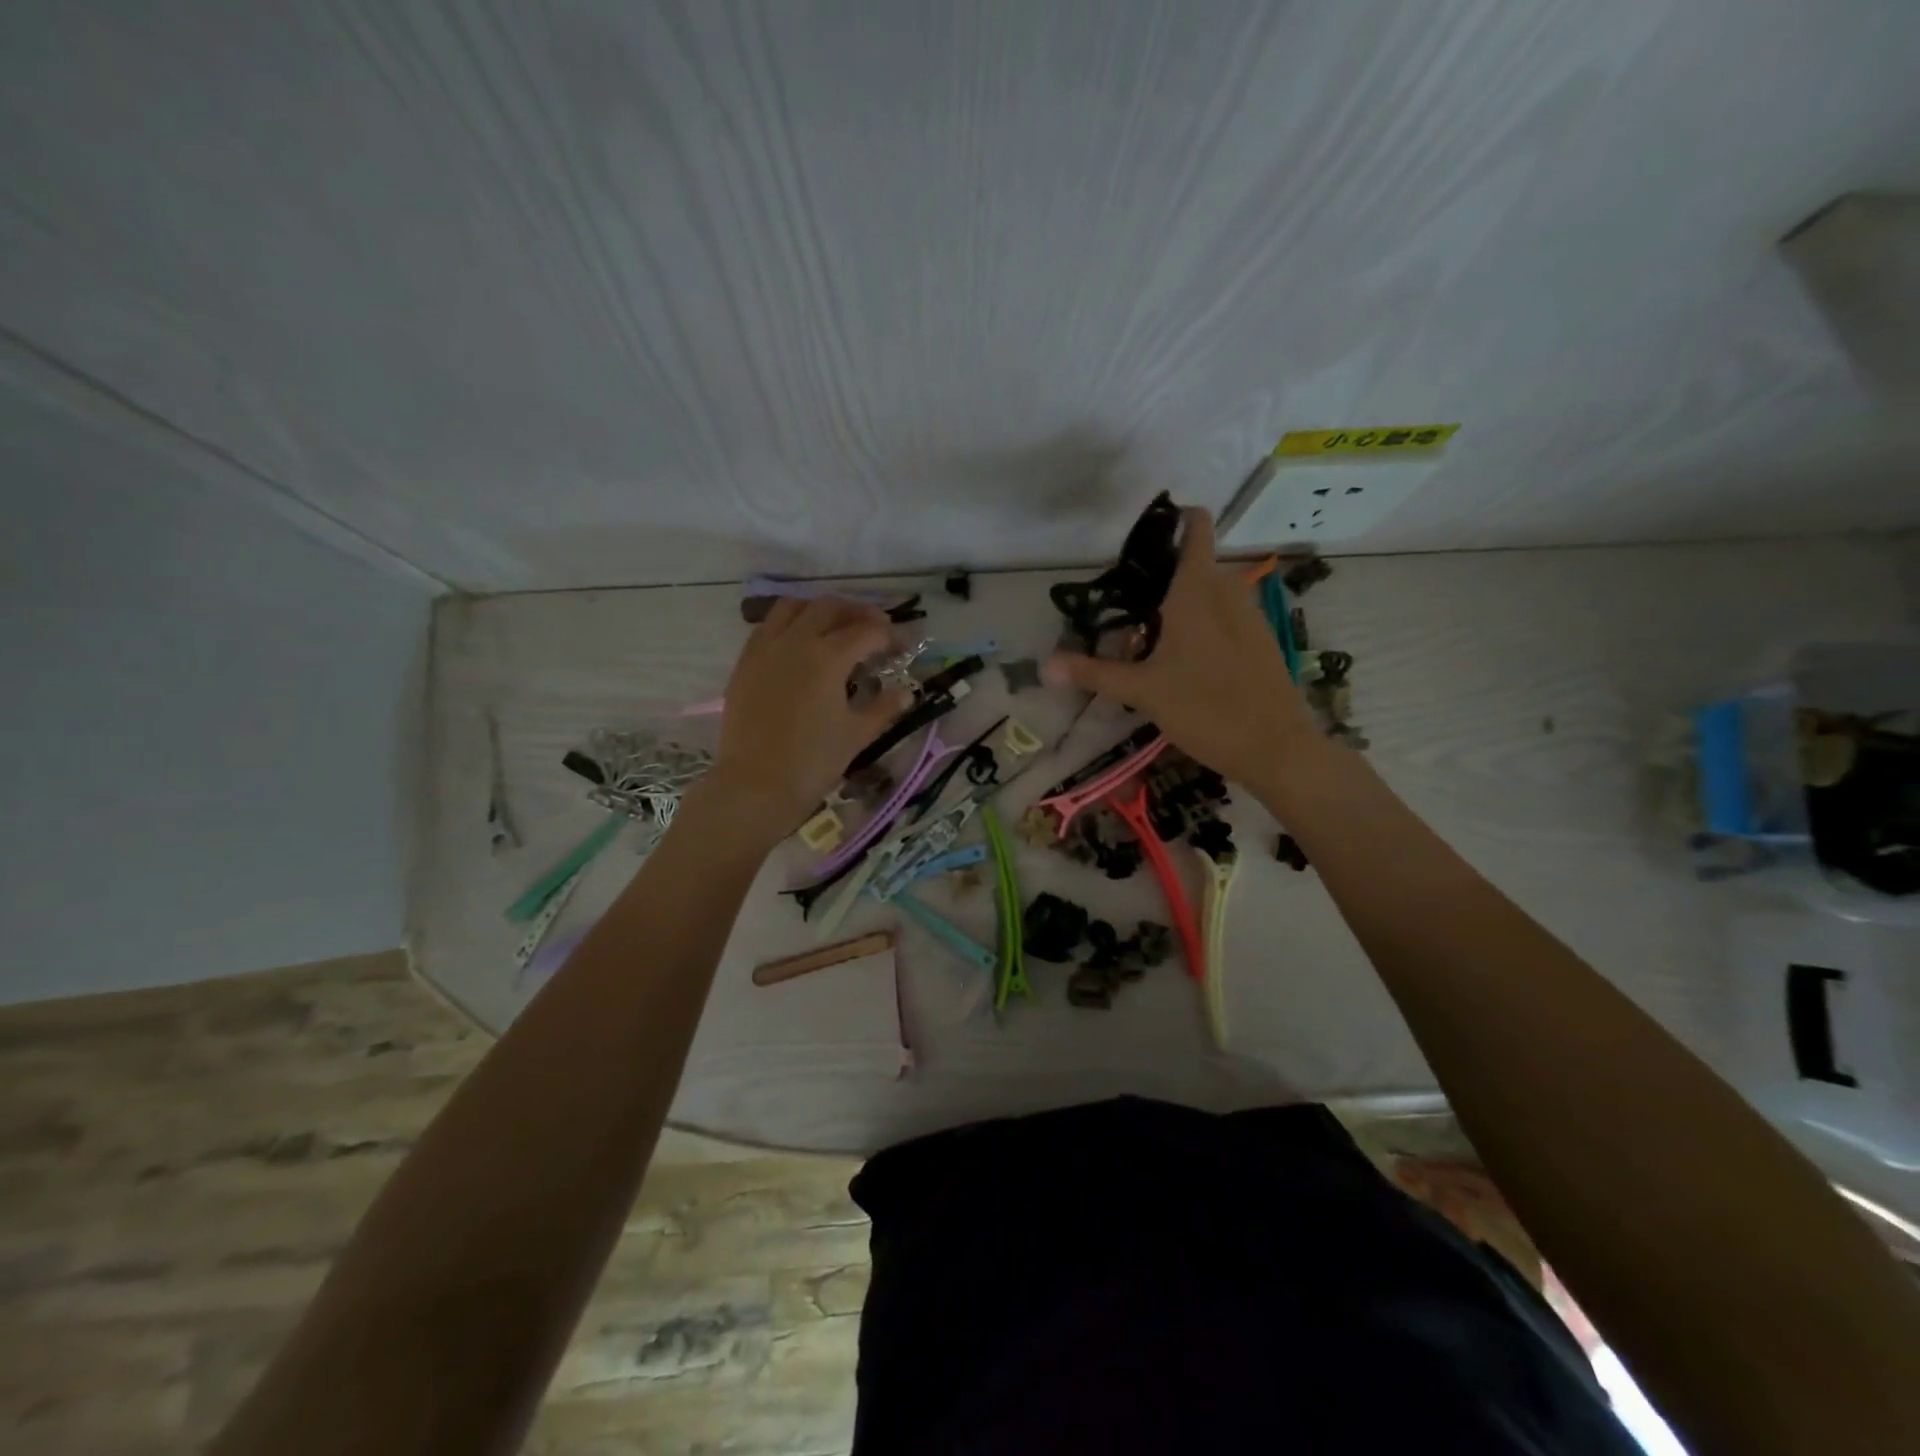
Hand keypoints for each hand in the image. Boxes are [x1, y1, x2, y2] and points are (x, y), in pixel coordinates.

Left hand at [706, 597, 911, 831]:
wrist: (755, 784)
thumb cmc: (812, 762)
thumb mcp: (857, 735)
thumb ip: (884, 708)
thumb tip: (906, 692)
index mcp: (828, 658)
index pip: (867, 632)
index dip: (890, 635)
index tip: (902, 646)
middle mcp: (796, 641)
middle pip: (829, 607)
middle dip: (857, 611)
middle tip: (874, 627)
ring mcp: (765, 648)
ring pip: (793, 606)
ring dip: (819, 609)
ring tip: (834, 626)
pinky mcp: (745, 662)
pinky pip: (768, 626)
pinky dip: (790, 623)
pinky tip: (800, 644)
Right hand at [1041, 508, 1319, 788]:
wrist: (1276, 748)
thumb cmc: (1205, 709)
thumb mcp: (1143, 692)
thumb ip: (1094, 674)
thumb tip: (1044, 667)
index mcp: (1197, 592)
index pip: (1196, 530)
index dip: (1176, 519)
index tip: (1147, 534)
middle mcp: (1228, 592)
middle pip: (1196, 565)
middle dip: (1163, 577)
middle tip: (1128, 608)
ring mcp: (1250, 616)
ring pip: (1212, 593)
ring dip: (1184, 604)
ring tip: (1152, 638)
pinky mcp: (1262, 641)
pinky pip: (1227, 616)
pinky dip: (1205, 624)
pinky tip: (1188, 662)